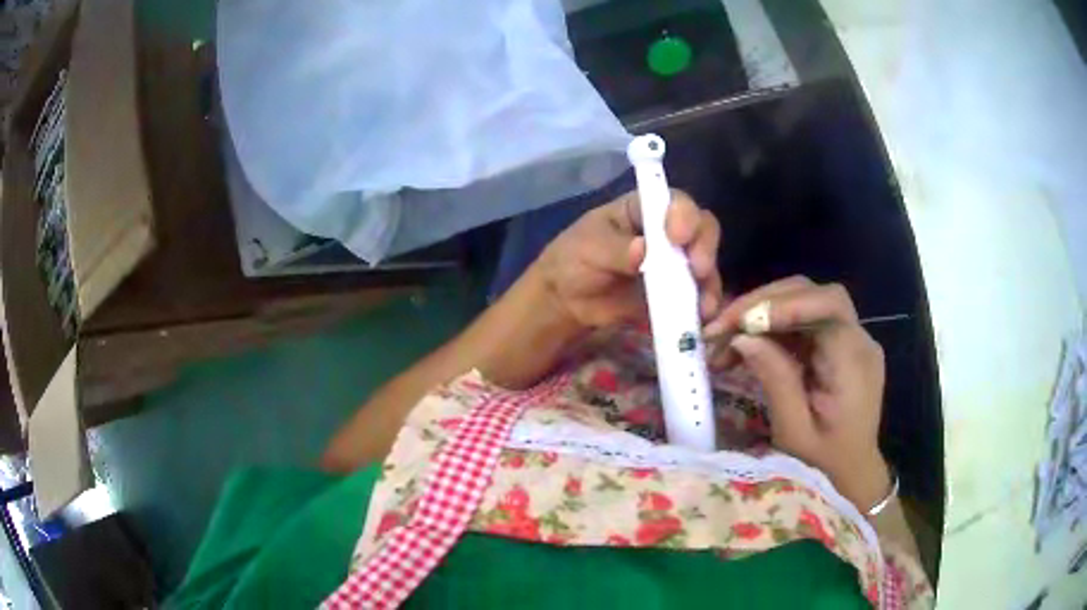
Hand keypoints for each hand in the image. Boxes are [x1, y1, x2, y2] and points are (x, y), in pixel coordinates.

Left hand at [535, 189, 724, 330]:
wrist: (567, 301)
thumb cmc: (574, 259)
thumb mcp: (588, 248)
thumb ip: (616, 249)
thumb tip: (643, 249)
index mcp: (645, 209)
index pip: (675, 202)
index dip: (683, 215)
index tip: (677, 237)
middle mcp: (667, 232)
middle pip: (701, 228)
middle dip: (704, 246)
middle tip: (698, 269)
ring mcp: (676, 263)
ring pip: (705, 264)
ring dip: (709, 282)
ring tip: (703, 305)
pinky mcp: (677, 292)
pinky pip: (698, 296)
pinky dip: (702, 306)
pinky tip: (700, 317)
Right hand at [711, 276, 890, 512]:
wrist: (853, 478)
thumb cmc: (824, 465)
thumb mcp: (794, 431)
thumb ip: (775, 379)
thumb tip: (744, 336)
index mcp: (854, 362)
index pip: (827, 306)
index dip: (784, 303)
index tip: (742, 322)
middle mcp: (859, 341)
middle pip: (814, 295)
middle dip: (765, 303)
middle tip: (721, 326)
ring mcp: (851, 341)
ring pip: (806, 303)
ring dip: (764, 314)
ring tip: (725, 339)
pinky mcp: (840, 347)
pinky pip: (805, 323)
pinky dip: (773, 328)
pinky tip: (748, 346)